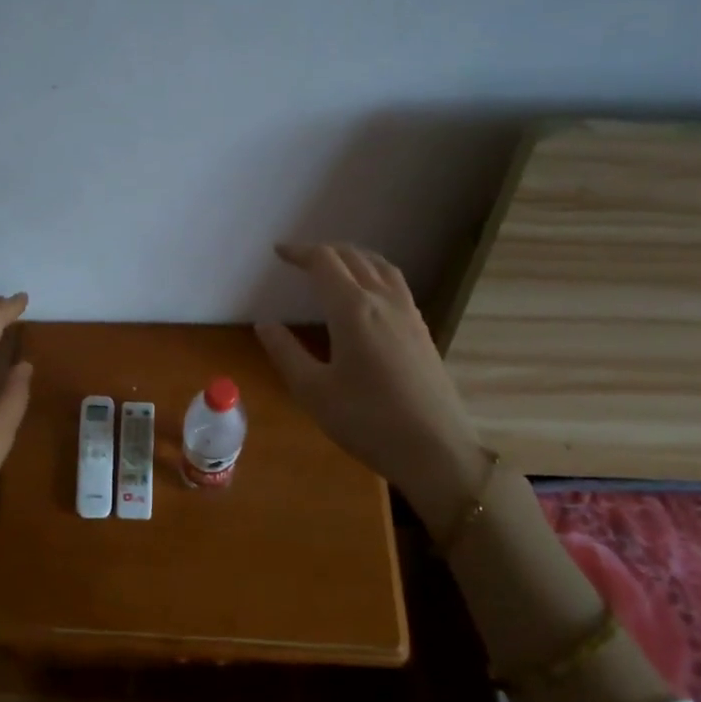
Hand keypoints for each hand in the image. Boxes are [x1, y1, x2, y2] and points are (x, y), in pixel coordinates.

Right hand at [257, 243, 490, 526]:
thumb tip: (264, 324)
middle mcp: (382, 301)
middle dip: (324, 251)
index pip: (324, 263)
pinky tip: (369, 294)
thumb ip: (285, 352)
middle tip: (300, 258)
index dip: (299, 252)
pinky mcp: (422, 331)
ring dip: (354, 257)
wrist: (436, 450)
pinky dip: (375, 273)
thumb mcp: (313, 391)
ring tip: (335, 264)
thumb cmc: (367, 421)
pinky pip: (396, 284)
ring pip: (380, 267)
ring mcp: (408, 314)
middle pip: (354, 258)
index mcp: (352, 309)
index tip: (279, 252)